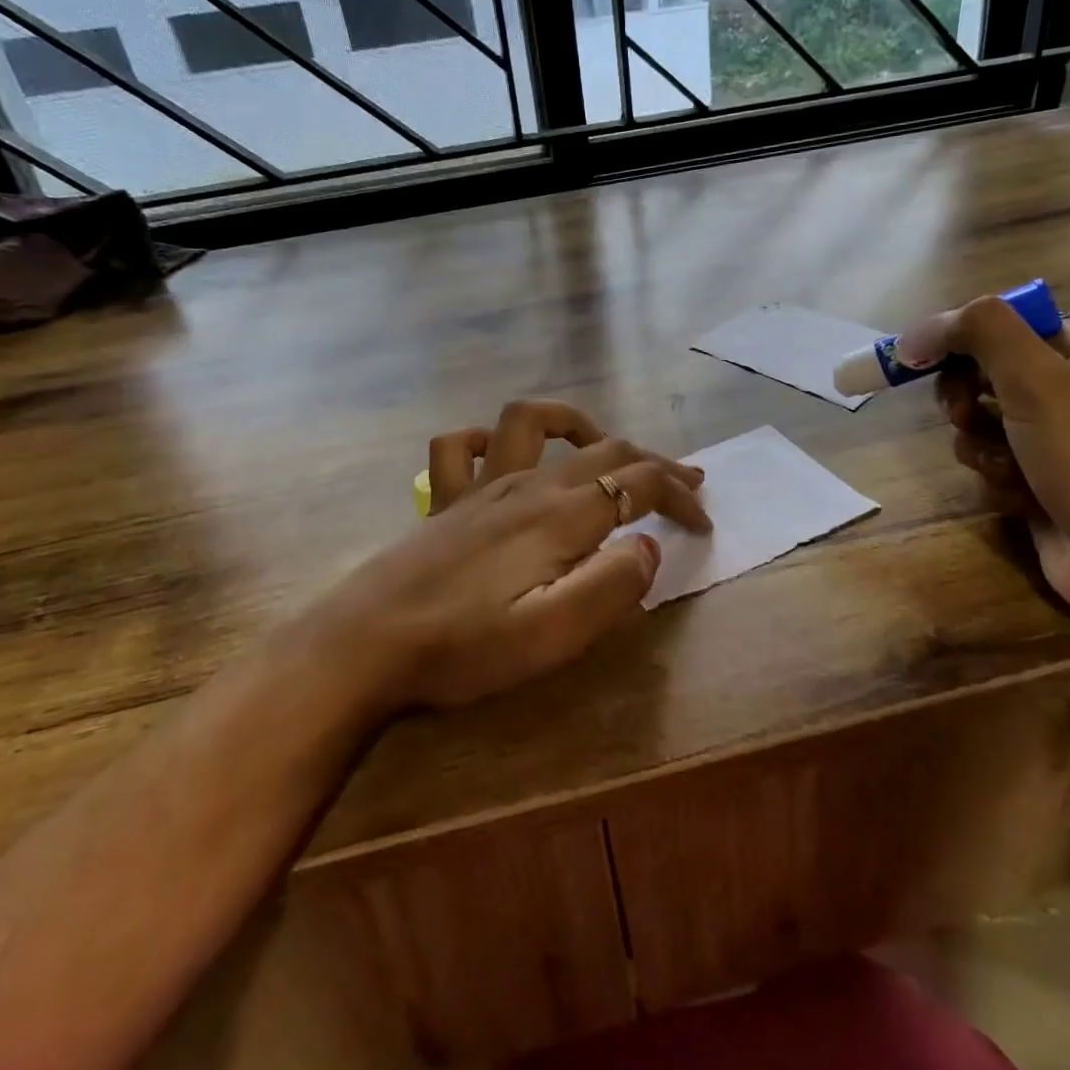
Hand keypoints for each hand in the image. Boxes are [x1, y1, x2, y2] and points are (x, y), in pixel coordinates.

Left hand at [307, 399, 709, 710]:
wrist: (366, 644)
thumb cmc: (465, 646)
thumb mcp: (553, 633)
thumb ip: (612, 585)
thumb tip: (646, 544)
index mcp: (560, 515)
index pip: (639, 484)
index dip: (679, 496)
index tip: (704, 524)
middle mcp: (526, 484)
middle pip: (605, 449)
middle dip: (654, 462)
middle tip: (685, 484)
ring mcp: (480, 485)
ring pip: (535, 422)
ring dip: (578, 425)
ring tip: (602, 449)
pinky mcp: (445, 500)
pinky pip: (461, 446)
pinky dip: (489, 440)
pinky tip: (504, 458)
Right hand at [902, 297, 1069, 657]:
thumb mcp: (1039, 382)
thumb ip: (981, 334)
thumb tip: (917, 331)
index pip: (1007, 322)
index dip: (962, 333)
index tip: (923, 355)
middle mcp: (1067, 393)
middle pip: (983, 372)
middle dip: (964, 396)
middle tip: (964, 414)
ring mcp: (1051, 442)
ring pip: (978, 423)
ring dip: (978, 444)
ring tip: (1004, 467)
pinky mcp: (1036, 484)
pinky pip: (989, 465)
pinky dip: (994, 479)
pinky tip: (1017, 498)